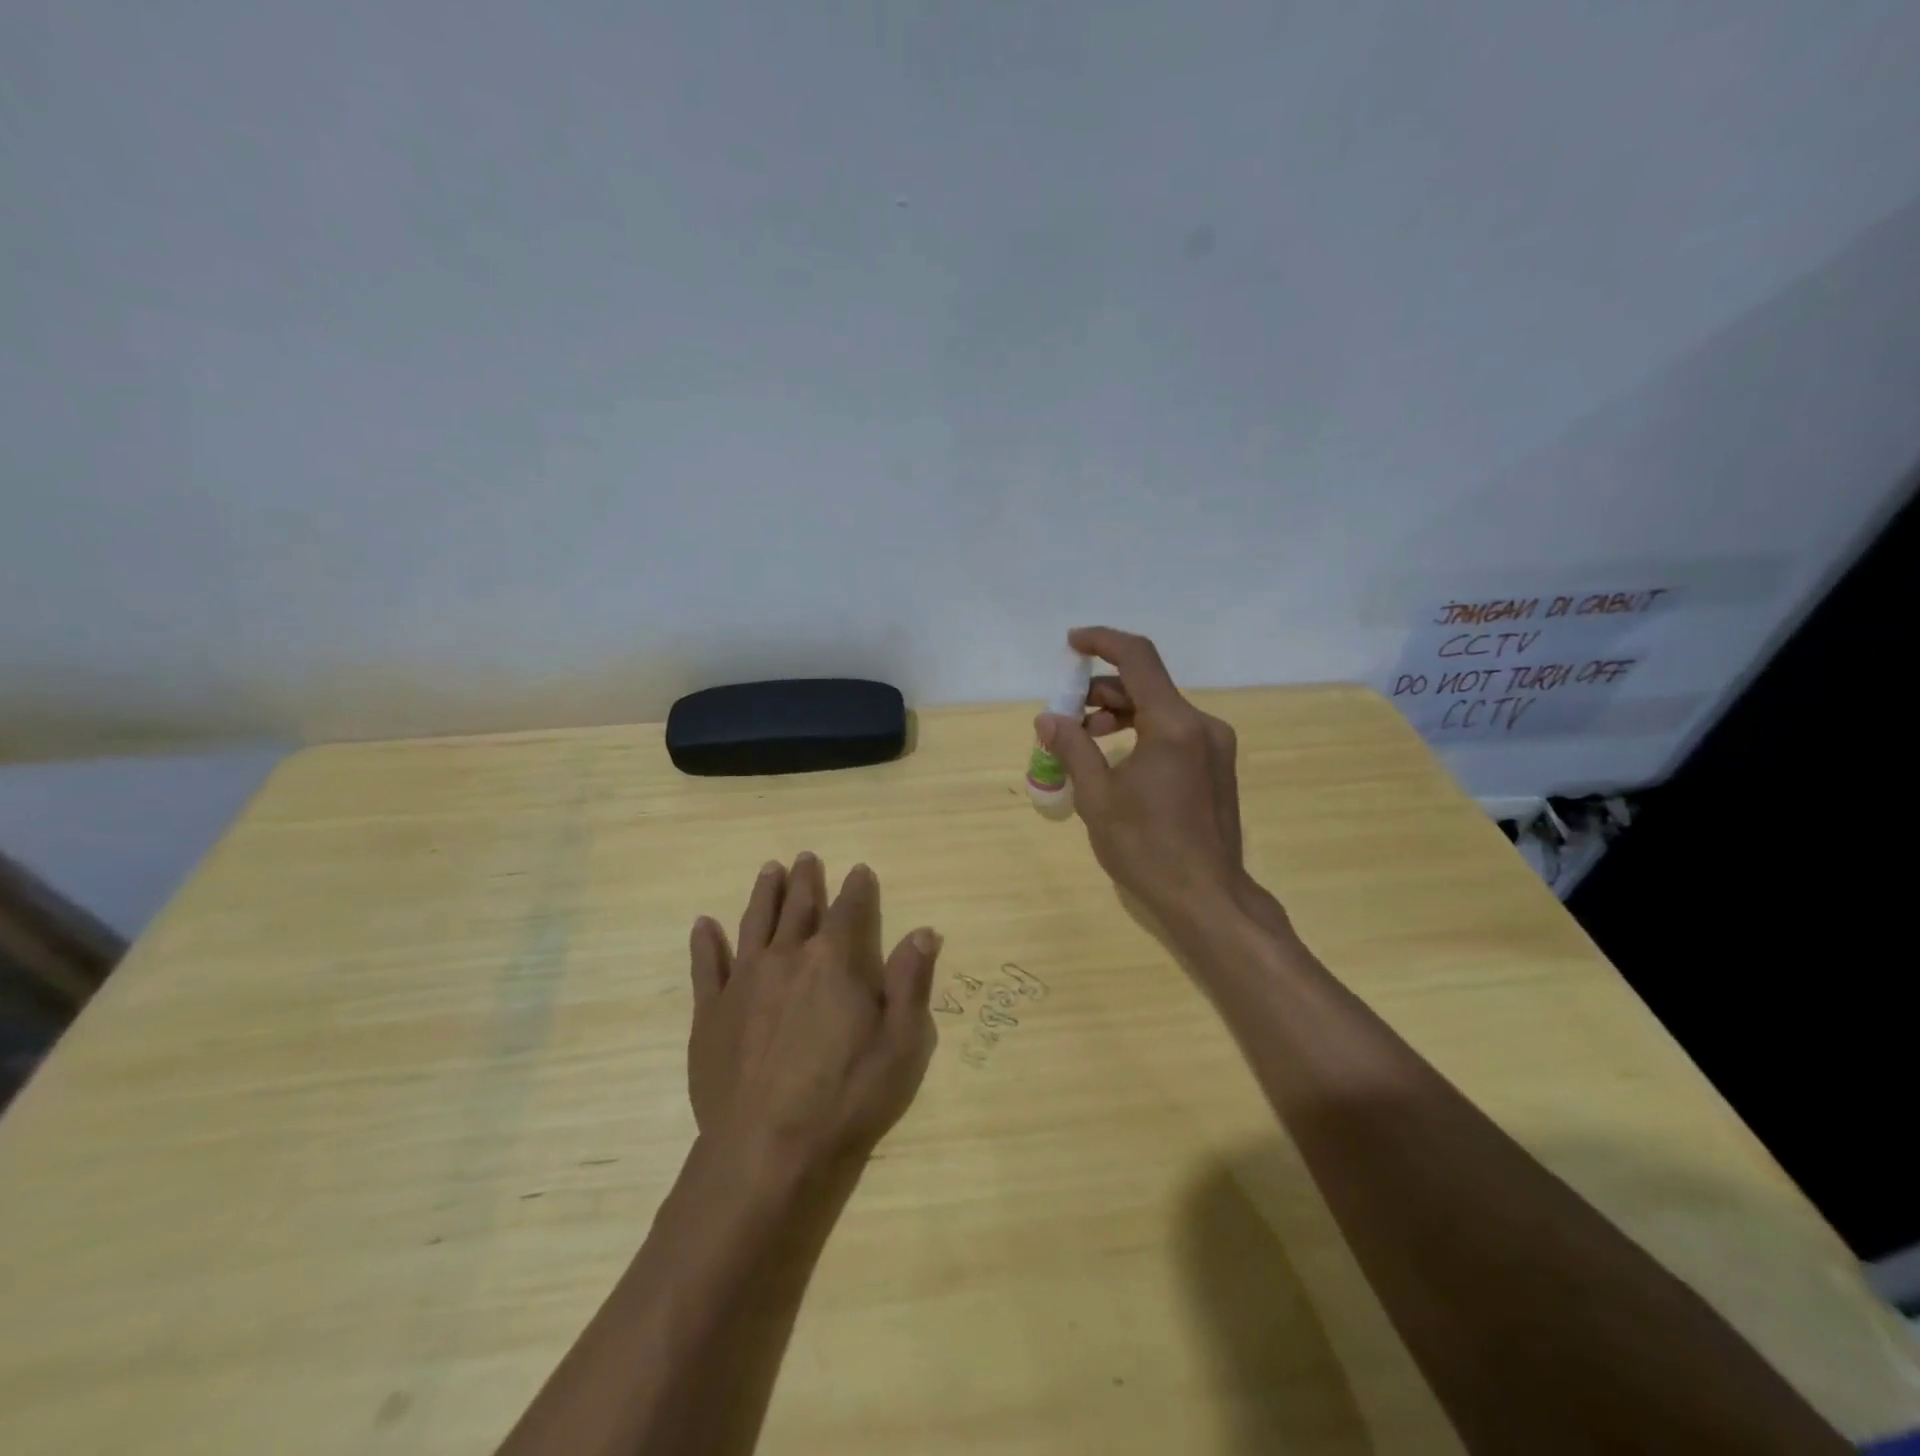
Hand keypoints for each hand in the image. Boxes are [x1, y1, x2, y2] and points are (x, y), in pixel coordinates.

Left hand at [686, 853, 941, 1165]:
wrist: (766, 1149)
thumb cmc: (845, 1097)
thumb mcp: (900, 1043)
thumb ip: (911, 982)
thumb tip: (924, 932)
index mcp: (835, 960)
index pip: (850, 909)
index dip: (858, 888)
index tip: (860, 870)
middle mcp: (788, 956)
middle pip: (799, 907)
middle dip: (807, 880)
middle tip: (807, 857)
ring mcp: (744, 981)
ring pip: (755, 923)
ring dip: (764, 894)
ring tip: (769, 870)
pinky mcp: (710, 1011)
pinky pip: (707, 966)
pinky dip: (706, 942)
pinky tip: (704, 924)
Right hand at [1037, 627, 1285, 934]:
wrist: (1207, 897)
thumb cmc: (1147, 847)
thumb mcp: (1097, 797)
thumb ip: (1072, 749)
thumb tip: (1048, 719)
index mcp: (1174, 724)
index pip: (1137, 658)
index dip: (1102, 641)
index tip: (1071, 644)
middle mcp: (1201, 725)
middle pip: (1146, 686)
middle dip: (1101, 692)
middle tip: (1065, 717)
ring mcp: (1214, 746)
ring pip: (1159, 710)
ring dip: (1119, 715)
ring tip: (1083, 743)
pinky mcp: (1216, 767)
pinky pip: (1173, 733)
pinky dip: (1140, 734)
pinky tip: (1115, 762)